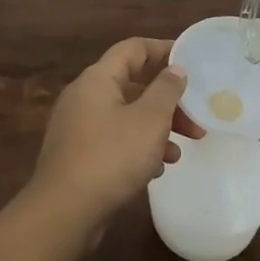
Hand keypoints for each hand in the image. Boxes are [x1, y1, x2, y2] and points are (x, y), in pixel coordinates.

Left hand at [26, 38, 201, 232]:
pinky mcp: (77, 156)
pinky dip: (137, 149)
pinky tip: (156, 170)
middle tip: (195, 119)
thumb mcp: (149, 120)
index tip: (191, 60)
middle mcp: (83, 97)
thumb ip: (166, 90)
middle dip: (166, 101)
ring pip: (125, 117)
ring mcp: (77, 127)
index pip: (132, 49)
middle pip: (131, 85)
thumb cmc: (111, 157)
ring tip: (179, 152)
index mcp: (97, 79)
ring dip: (155, 129)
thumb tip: (175, 69)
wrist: (64, 211)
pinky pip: (114, 141)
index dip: (162, 49)